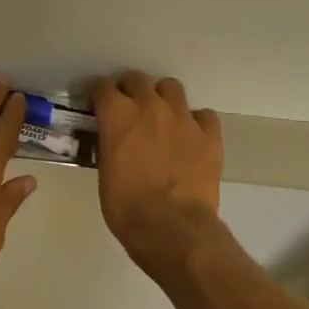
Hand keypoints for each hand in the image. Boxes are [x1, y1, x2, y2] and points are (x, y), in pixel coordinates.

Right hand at [91, 71, 223, 277]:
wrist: (173, 229)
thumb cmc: (127, 207)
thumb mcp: (105, 172)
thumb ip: (109, 145)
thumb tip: (114, 140)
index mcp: (118, 115)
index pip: (103, 86)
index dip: (100, 94)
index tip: (99, 105)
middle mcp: (149, 106)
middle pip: (137, 79)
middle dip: (130, 90)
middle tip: (129, 109)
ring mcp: (183, 118)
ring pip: (171, 87)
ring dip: (163, 98)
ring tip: (162, 117)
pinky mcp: (209, 135)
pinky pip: (204, 115)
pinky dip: (196, 122)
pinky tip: (191, 137)